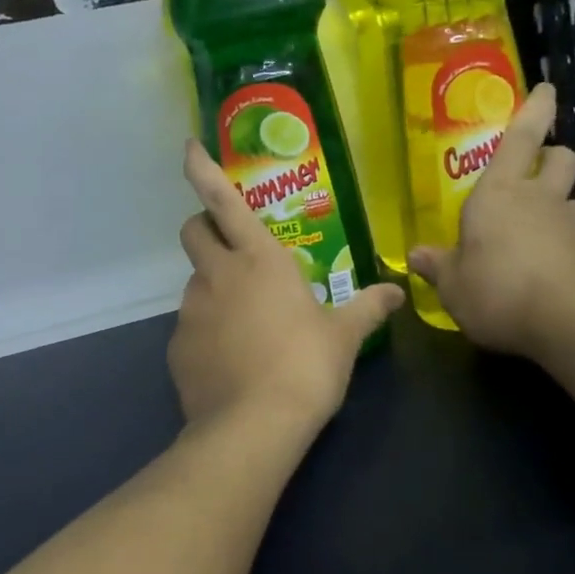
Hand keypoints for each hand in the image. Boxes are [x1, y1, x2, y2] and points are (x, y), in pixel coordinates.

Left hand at [169, 140, 404, 435]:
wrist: (254, 427)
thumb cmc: (306, 366)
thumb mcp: (344, 336)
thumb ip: (369, 307)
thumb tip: (397, 292)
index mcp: (259, 259)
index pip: (222, 200)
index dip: (202, 169)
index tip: (189, 146)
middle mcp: (218, 275)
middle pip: (193, 231)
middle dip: (205, 227)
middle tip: (233, 249)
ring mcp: (191, 310)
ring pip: (195, 281)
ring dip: (215, 286)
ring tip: (246, 321)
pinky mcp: (177, 346)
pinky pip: (191, 325)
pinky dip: (208, 330)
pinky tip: (232, 358)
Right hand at [407, 83, 574, 359]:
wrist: (571, 322)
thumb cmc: (498, 289)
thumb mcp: (453, 285)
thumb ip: (437, 266)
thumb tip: (415, 255)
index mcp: (501, 192)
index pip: (521, 137)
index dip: (535, 109)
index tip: (547, 88)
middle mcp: (541, 199)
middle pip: (561, 158)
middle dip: (553, 156)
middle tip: (540, 171)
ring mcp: (573, 226)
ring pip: (573, 201)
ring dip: (559, 208)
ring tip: (539, 235)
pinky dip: (566, 248)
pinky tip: (550, 274)